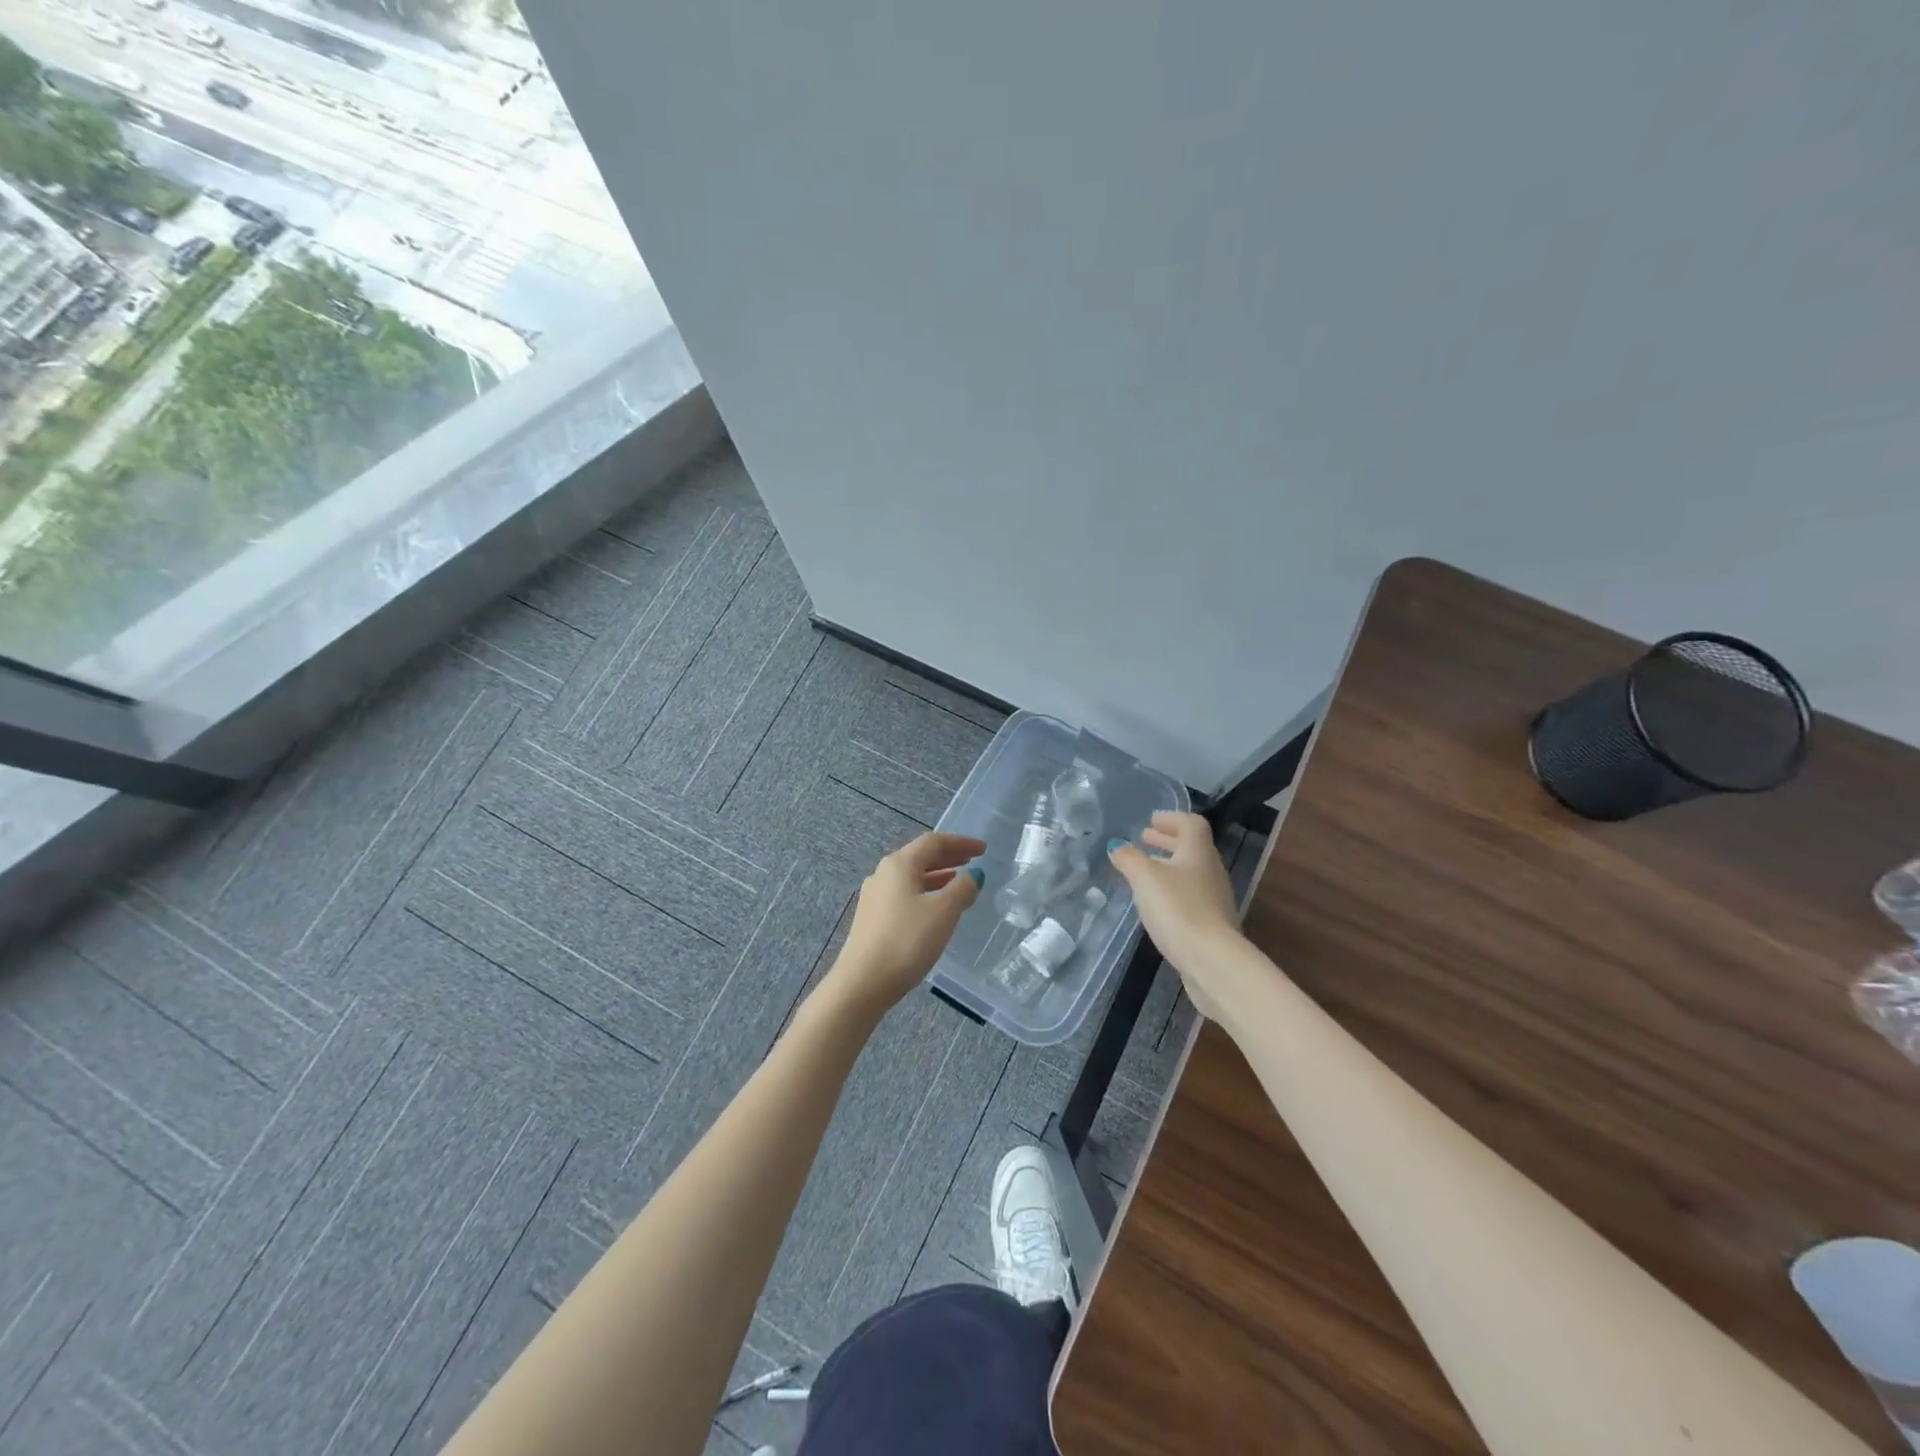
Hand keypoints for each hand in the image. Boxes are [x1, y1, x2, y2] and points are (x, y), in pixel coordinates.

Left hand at [825, 832, 985, 1019]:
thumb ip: (962, 889)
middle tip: (972, 860)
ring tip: (959, 882)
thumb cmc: (906, 941)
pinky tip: (935, 908)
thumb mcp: (943, 912)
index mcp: (899, 864)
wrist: (863, 983)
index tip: (983, 849)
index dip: (960, 843)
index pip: (933, 842)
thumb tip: (974, 875)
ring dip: (937, 875)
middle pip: (920, 856)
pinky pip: (904, 894)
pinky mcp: (872, 918)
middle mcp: (883, 874)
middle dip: (948, 857)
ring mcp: (875, 896)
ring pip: (911, 877)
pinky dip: (925, 892)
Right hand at [1108, 812, 1245, 1015]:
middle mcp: (1211, 871)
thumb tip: (1116, 845)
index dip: (1172, 819)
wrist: (1212, 961)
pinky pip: (1190, 896)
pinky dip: (1172, 890)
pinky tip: (1156, 903)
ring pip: (1190, 873)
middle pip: (1191, 848)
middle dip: (1167, 841)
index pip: (1191, 824)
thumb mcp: (1145, 878)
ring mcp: (1214, 899)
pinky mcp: (1212, 924)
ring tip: (1145, 870)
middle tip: (1145, 839)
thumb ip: (1129, 859)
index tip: (1151, 821)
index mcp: (1198, 852)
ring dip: (1169, 866)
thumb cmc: (1178, 909)